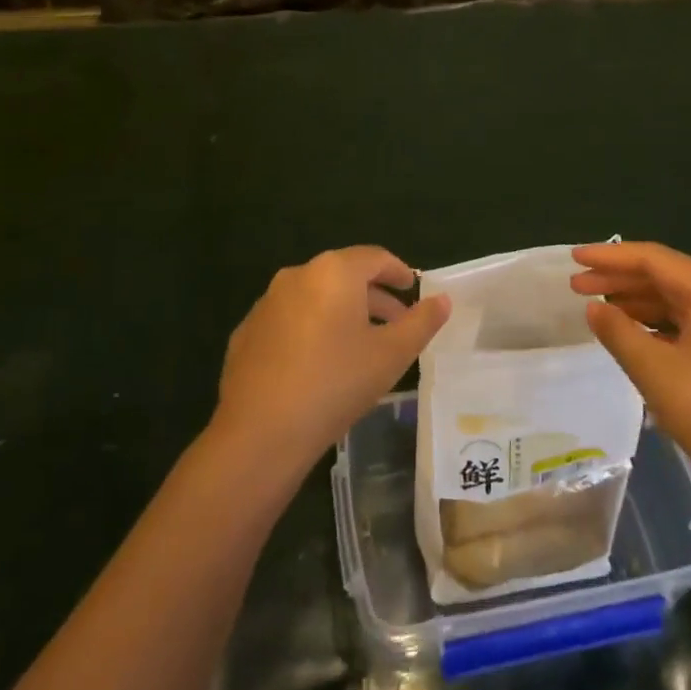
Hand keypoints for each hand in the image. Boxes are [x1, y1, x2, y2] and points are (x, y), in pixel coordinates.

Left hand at [211, 246, 450, 477]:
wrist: (260, 432)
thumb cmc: (335, 384)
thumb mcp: (391, 355)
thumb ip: (421, 323)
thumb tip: (443, 300)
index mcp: (333, 272)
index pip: (375, 257)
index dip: (399, 271)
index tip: (413, 288)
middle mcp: (297, 276)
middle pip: (344, 276)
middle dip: (374, 296)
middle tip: (397, 323)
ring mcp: (267, 303)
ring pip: (315, 298)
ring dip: (343, 313)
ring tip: (362, 346)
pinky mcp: (247, 333)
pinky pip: (290, 320)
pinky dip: (312, 330)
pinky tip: (321, 364)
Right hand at [570, 241, 690, 513]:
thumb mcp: (656, 371)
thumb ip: (619, 332)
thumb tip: (594, 308)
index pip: (653, 258)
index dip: (610, 256)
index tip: (573, 258)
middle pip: (665, 276)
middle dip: (618, 278)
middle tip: (575, 285)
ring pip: (676, 301)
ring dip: (635, 302)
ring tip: (596, 308)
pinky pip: (687, 324)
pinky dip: (655, 324)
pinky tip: (631, 335)